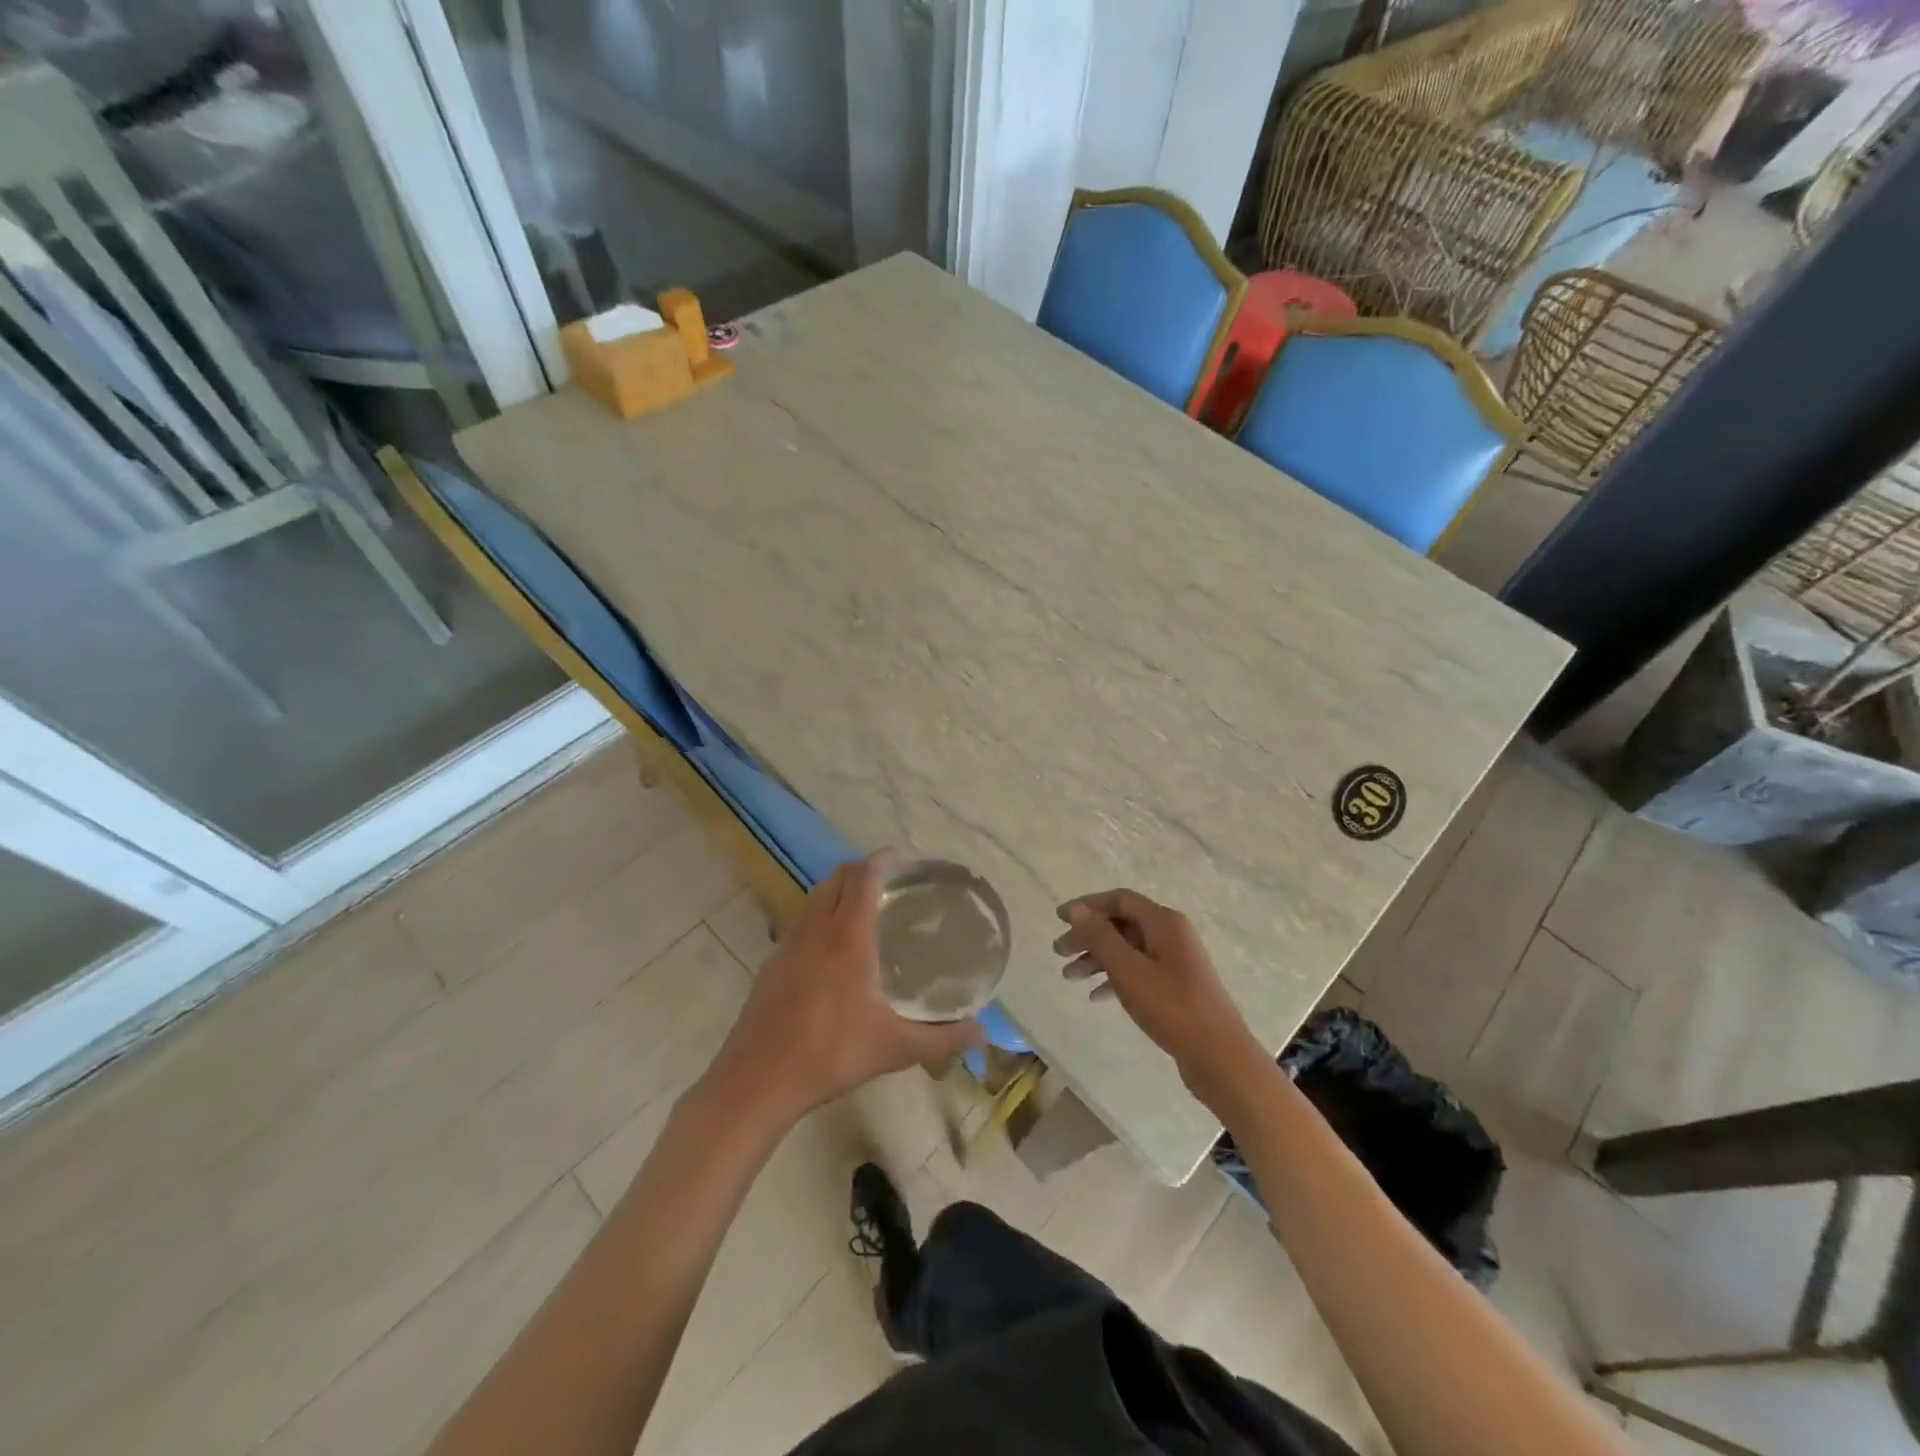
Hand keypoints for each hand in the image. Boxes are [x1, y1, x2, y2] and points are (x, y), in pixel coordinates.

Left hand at [703, 852, 984, 1130]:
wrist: (757, 1081)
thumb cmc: (830, 1055)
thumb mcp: (894, 1049)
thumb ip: (943, 1039)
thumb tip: (982, 1032)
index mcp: (847, 937)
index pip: (863, 877)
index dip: (883, 860)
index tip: (903, 861)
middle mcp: (816, 930)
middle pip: (836, 878)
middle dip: (862, 870)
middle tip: (890, 883)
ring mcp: (788, 945)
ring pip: (815, 898)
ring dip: (839, 891)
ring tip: (865, 911)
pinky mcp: (772, 964)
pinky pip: (801, 923)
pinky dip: (821, 917)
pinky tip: (833, 952)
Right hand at [1054, 890, 1268, 1110]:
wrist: (1220, 1057)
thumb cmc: (1172, 1008)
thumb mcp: (1129, 970)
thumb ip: (1100, 937)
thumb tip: (1077, 910)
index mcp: (1164, 922)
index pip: (1120, 900)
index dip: (1087, 906)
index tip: (1059, 919)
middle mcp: (1172, 934)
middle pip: (1122, 924)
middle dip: (1088, 936)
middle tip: (1059, 952)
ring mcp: (1176, 961)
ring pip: (1128, 949)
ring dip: (1097, 959)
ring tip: (1068, 977)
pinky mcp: (1177, 986)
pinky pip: (1139, 971)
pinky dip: (1115, 978)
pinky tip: (1096, 996)